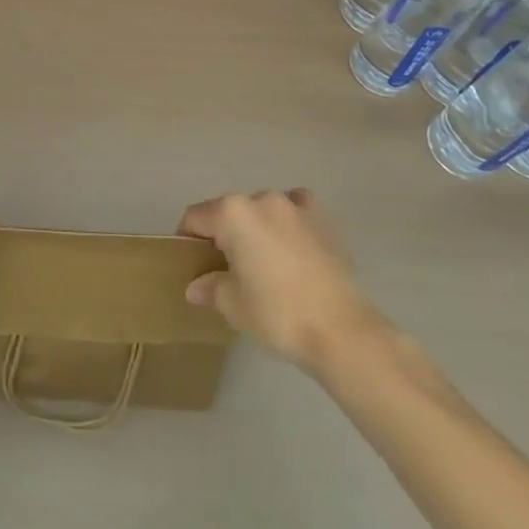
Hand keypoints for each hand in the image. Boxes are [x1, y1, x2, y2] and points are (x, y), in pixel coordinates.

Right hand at [178, 188, 384, 373]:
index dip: (186, 238)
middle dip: (222, 235)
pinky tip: (290, 243)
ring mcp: (294, 205)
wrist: (341, 330)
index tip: (189, 263)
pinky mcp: (321, 218)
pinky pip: (295, 208)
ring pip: (261, 209)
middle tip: (224, 269)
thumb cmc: (277, 313)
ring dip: (254, 228)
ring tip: (261, 262)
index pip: (196, 217)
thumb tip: (195, 286)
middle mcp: (260, 198)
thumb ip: (210, 287)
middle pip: (228, 211)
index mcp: (232, 213)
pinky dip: (288, 220)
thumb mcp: (234, 305)